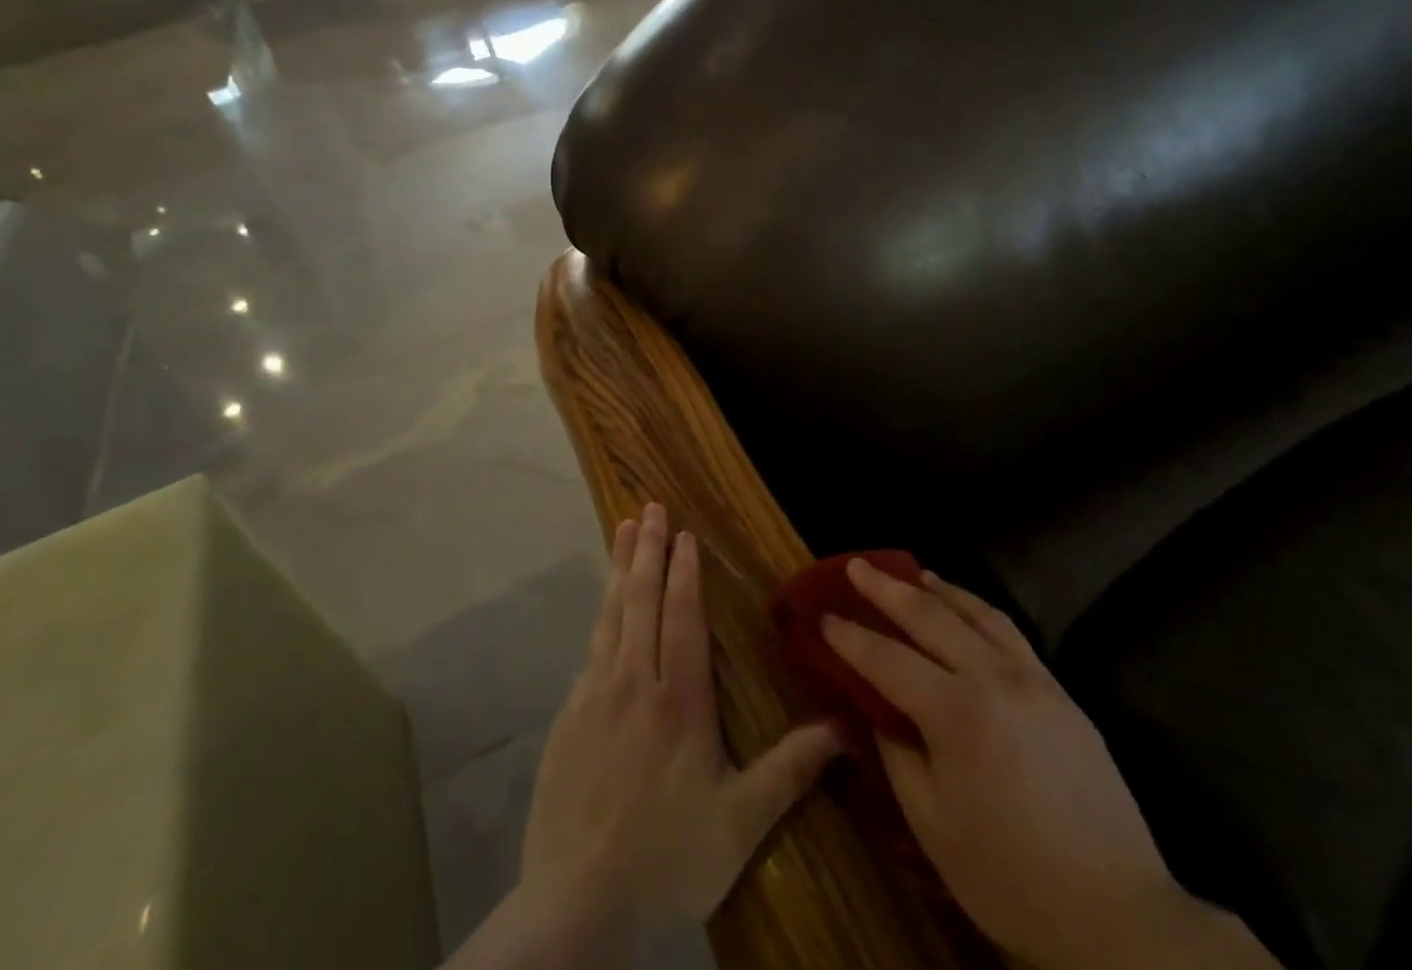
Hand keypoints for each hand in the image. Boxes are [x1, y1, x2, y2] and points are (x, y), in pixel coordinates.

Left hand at [520, 503, 839, 946]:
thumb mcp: (741, 822)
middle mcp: (634, 683)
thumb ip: (791, 768)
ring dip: (620, 569)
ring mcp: (594, 697)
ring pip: (610, 616)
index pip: (683, 617)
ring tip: (623, 530)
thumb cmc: (668, 858)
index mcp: (679, 700)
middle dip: (648, 550)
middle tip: (649, 507)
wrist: (577, 905)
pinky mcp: (566, 718)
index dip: (685, 572)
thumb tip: (844, 726)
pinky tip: (604, 607)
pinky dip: (600, 615)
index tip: (685, 534)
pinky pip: (589, 650)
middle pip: (642, 601)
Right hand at [824, 559, 1276, 969]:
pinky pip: (1008, 629)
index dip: (850, 636)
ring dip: (936, 588)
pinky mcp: (1059, 689)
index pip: (886, 659)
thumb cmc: (1011, 878)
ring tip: (911, 572)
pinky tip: (967, 609)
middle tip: (855, 565)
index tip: (823, 614)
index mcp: (954, 713)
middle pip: (929, 616)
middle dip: (885, 587)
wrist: (1117, 912)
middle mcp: (991, 677)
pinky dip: (977, 607)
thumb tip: (874, 710)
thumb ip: (898, 756)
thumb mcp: (934, 828)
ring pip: (974, 611)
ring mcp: (1031, 677)